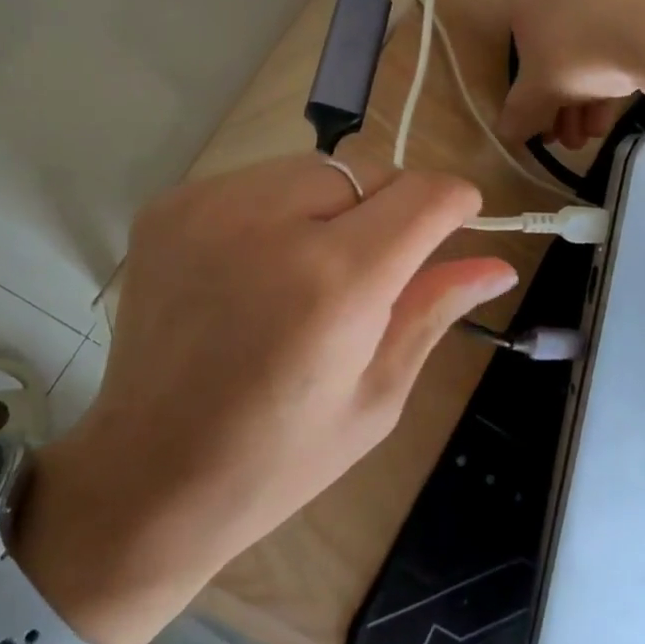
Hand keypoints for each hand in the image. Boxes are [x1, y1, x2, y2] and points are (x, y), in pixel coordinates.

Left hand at [19, 155, 517, 643]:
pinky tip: (255, 269)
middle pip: (365, 171)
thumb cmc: (277, 458)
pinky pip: (252, 182)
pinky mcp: (169, 206)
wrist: (147, 474)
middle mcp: (268, 221)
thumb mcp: (376, 394)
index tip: (457, 223)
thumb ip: (433, 309)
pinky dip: (272, 212)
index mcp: (334, 280)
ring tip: (305, 273)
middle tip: (368, 274)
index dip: (453, 203)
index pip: (422, 194)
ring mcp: (208, 205)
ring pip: (309, 169)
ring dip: (328, 207)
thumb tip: (496, 263)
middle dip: (385, 209)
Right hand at [499, 0, 644, 147]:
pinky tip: (636, 91)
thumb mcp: (538, 91)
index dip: (531, 88)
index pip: (518, 38)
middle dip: (565, 93)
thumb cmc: (578, 47)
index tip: (546, 120)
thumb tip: (507, 134)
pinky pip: (634, 14)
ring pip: (597, 27)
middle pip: (560, 36)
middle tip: (575, 135)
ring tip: (602, 128)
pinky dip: (630, 52)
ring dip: (595, 84)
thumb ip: (518, 113)